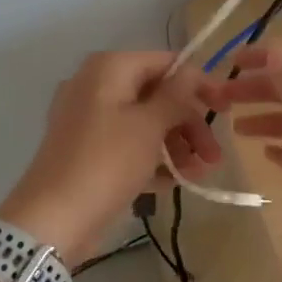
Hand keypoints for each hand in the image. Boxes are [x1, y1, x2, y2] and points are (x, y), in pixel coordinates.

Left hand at [0, 51, 222, 265]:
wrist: (54, 219)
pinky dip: (152, 158)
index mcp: (109, 68)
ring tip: (198, 173)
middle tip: (214, 155)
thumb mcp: (149, 126)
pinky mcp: (86, 151)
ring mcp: (88, 120)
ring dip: (176, 144)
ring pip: (144, 122)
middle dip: (189, 123)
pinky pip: (127, 144)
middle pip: (156, 94)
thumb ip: (176, 95)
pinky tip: (175, 181)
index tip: (227, 108)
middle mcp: (95, 86)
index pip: (165, 62)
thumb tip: (192, 70)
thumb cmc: (107, 163)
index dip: (199, 83)